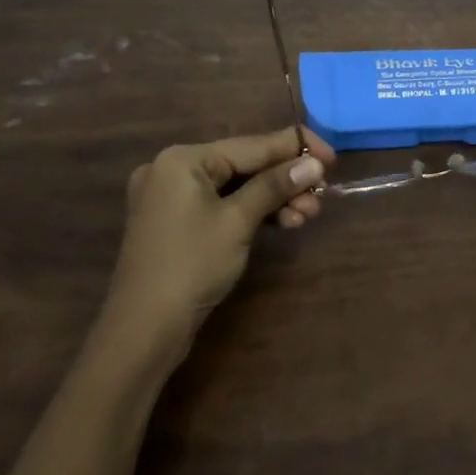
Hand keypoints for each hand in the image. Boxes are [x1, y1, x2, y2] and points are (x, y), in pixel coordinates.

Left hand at [101, 126, 333, 361]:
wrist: (143, 330)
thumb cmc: (191, 265)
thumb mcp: (238, 221)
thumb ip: (276, 185)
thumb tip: (314, 163)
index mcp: (183, 159)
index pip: (251, 144)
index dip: (295, 148)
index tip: (332, 157)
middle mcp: (174, 169)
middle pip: (244, 165)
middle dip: (286, 180)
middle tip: (322, 195)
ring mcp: (172, 197)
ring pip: (236, 187)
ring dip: (274, 199)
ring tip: (308, 214)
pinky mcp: (177, 222)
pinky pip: (222, 205)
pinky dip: (252, 212)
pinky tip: (284, 222)